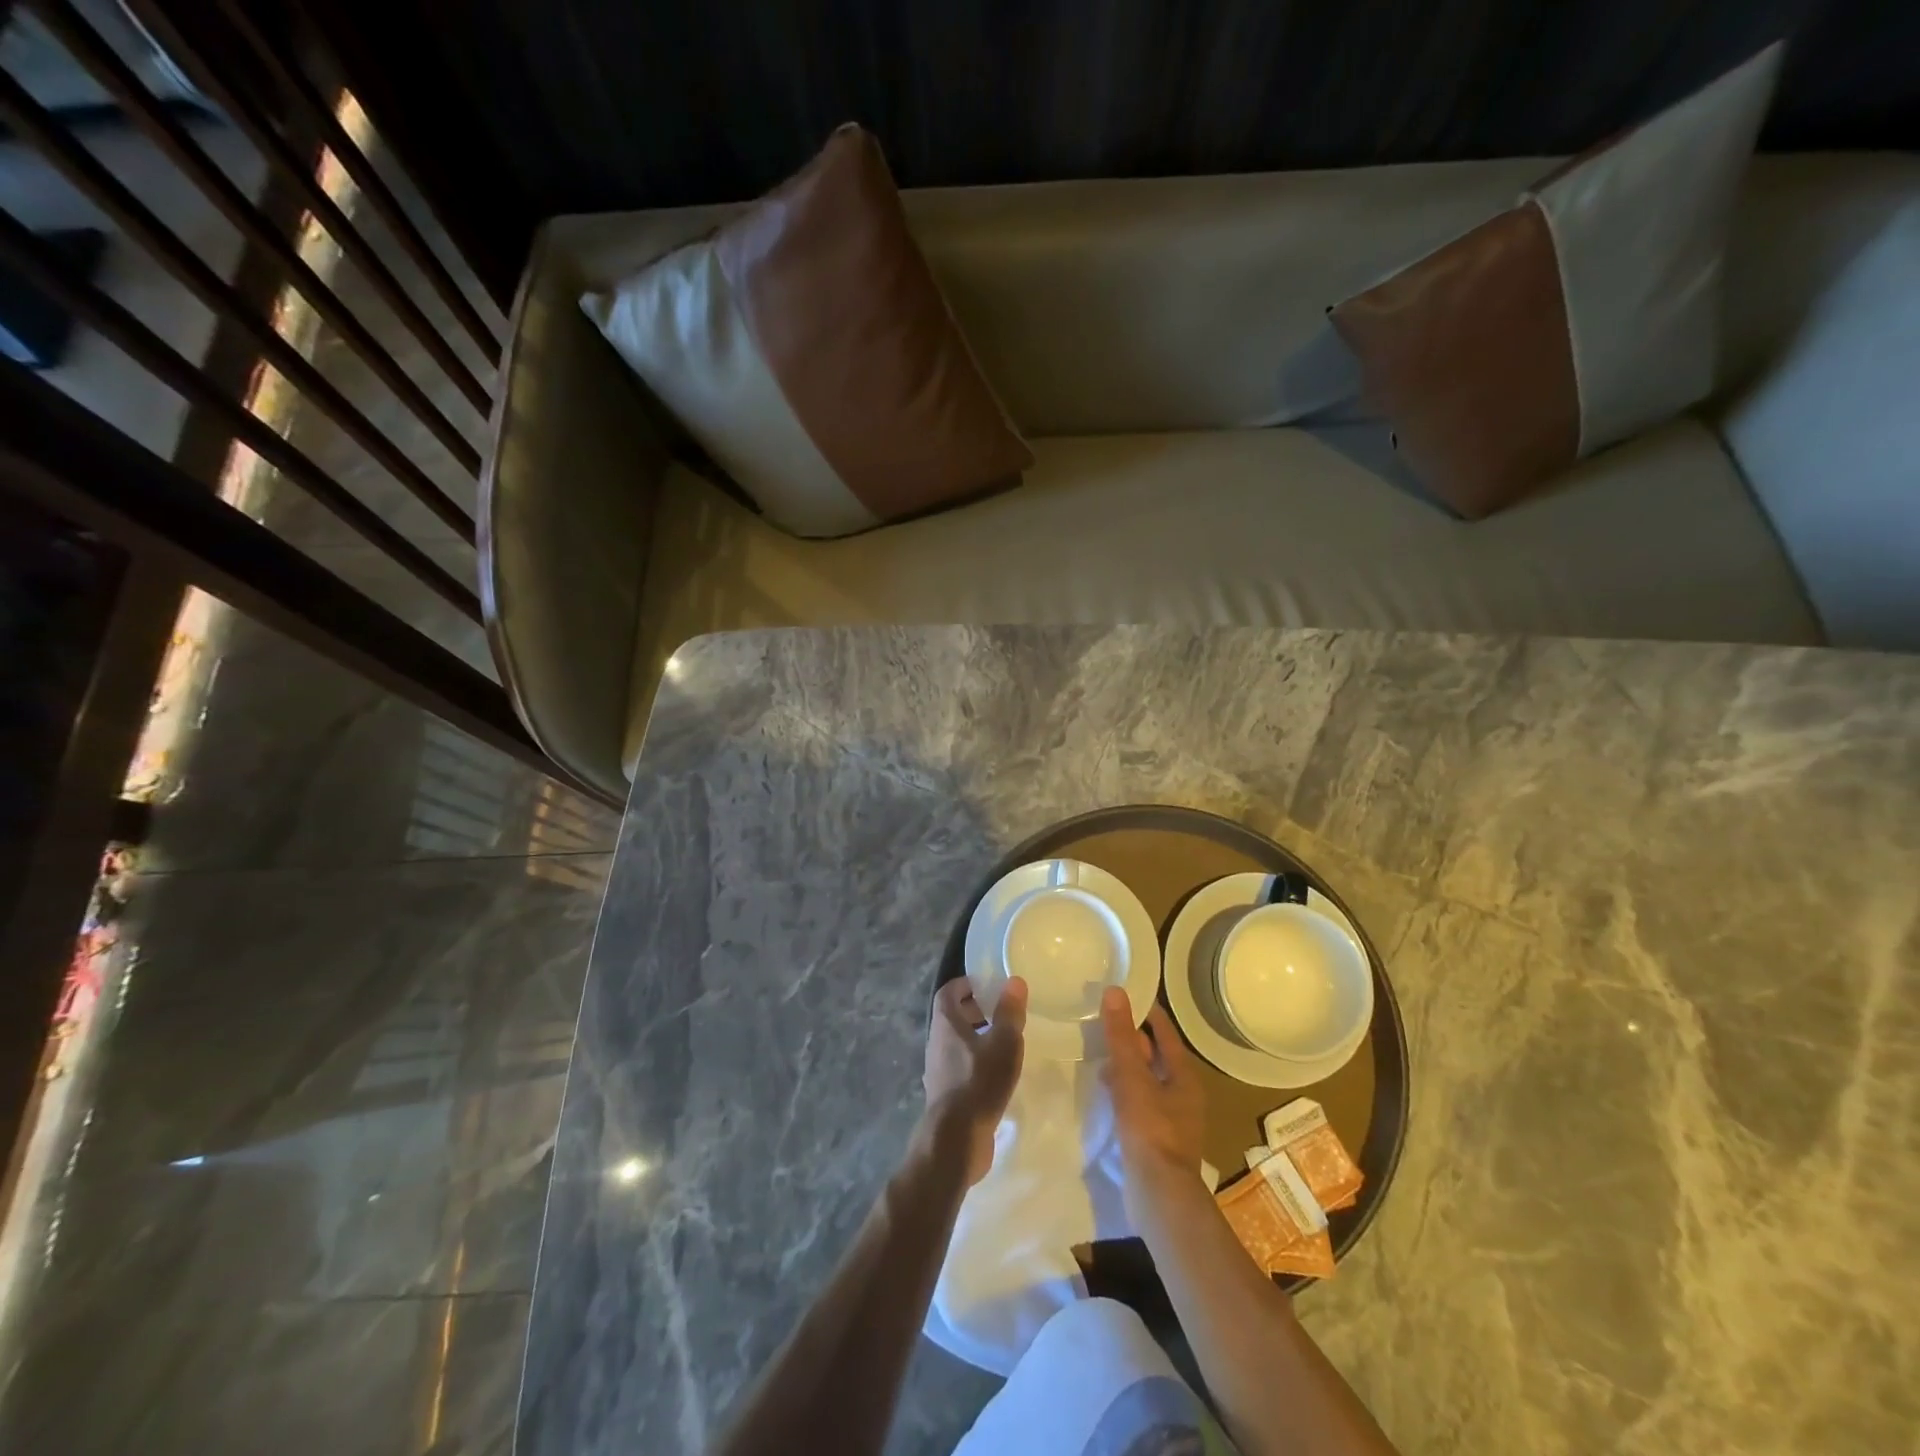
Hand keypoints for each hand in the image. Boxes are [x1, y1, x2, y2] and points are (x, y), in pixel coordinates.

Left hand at [923, 977, 1027, 1185]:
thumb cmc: (979, 1081)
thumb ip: (1009, 1012)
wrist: (956, 1139)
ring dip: (977, 1038)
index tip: (987, 984)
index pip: (948, 992)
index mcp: (945, 1024)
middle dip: (974, 1011)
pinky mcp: (947, 1095)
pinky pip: (960, 1068)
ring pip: (956, 1044)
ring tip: (1005, 1042)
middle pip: (952, 1018)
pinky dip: (977, 1063)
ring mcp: (939, 1071)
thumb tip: (1014, 980)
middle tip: (1001, 1012)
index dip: (966, 984)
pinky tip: (998, 1075)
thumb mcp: (1003, 1042)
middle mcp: (936, 1043)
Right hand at [1100, 987, 1205, 1211]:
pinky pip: (1140, 1101)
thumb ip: (1121, 1036)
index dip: (1146, 1012)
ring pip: (1147, 1079)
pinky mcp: (1157, 1137)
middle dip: (1132, 1039)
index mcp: (1184, 1075)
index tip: (1124, 995)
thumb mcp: (1132, 1077)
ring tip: (1100, 1054)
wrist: (1160, 1195)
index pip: (1165, 1031)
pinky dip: (1124, 1089)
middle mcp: (1183, 1093)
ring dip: (1127, 1066)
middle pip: (1156, 1055)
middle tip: (1105, 1021)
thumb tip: (1115, 991)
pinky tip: (1106, 1090)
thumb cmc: (1150, 1130)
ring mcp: (1172, 1117)